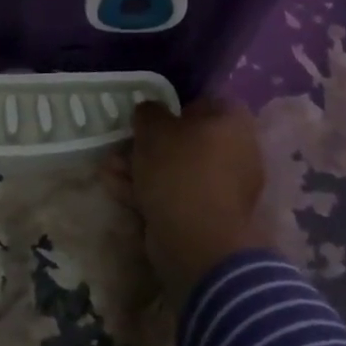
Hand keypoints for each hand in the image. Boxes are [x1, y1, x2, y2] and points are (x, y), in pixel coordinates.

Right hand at [104, 97, 269, 306]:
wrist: (197, 242)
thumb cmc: (180, 170)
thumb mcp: (154, 128)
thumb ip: (149, 112)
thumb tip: (151, 112)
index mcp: (233, 124)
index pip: (204, 102)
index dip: (174, 105)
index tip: (148, 114)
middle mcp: (236, 153)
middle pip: (188, 139)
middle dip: (151, 142)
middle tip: (122, 142)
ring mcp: (224, 189)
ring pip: (177, 169)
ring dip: (142, 167)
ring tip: (108, 167)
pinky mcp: (208, 217)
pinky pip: (176, 194)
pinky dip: (148, 190)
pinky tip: (114, 187)